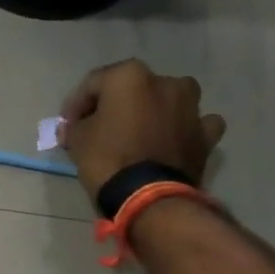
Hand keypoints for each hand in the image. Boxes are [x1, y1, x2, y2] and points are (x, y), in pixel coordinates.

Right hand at [59, 61, 226, 200]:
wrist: (148, 197)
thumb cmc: (107, 160)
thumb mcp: (77, 139)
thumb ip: (76, 125)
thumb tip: (77, 126)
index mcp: (130, 76)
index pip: (93, 83)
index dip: (76, 104)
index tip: (68, 125)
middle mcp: (165, 82)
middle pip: (132, 89)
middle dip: (115, 106)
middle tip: (99, 129)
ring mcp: (191, 107)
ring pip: (168, 101)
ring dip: (154, 112)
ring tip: (138, 134)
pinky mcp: (205, 134)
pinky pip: (193, 124)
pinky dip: (183, 130)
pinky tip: (173, 141)